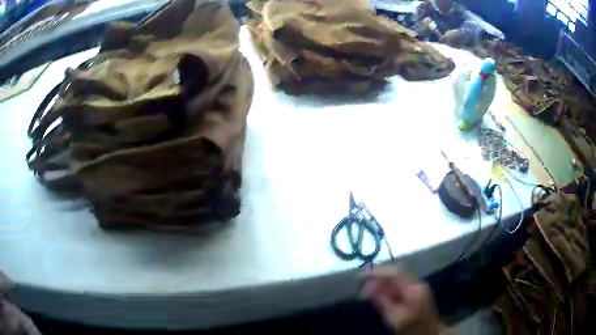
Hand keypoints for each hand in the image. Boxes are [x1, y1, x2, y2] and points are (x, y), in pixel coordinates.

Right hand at [363, 264, 440, 334]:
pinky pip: (399, 285)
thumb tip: (367, 286)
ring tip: (366, 285)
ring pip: (397, 278)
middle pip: (396, 273)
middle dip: (378, 275)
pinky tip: (378, 291)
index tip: (361, 275)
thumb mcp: (395, 317)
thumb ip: (382, 300)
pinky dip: (387, 287)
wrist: (429, 334)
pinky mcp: (415, 293)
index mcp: (415, 288)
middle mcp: (417, 283)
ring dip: (382, 280)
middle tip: (361, 279)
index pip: (395, 273)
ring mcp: (418, 287)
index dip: (378, 272)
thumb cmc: (412, 328)